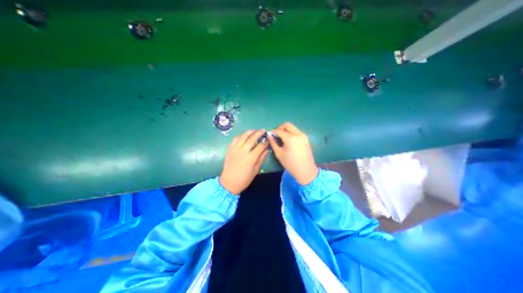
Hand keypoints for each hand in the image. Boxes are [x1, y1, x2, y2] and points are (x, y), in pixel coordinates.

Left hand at [221, 129, 268, 194]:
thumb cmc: (244, 179)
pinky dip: (240, 136)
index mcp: (251, 158)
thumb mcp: (255, 170)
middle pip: (252, 138)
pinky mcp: (230, 149)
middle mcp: (243, 151)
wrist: (229, 183)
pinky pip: (235, 139)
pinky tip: (244, 135)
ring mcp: (235, 149)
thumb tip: (267, 150)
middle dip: (259, 133)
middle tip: (263, 130)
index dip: (265, 142)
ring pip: (243, 136)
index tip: (268, 140)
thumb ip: (261, 159)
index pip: (260, 146)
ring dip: (249, 132)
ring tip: (254, 130)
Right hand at [270, 123, 318, 183]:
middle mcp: (298, 134)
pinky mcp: (306, 138)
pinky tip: (287, 140)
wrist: (306, 170)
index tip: (268, 134)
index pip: (279, 131)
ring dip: (286, 130)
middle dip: (280, 128)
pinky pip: (297, 131)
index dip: (273, 132)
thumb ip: (273, 143)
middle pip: (287, 125)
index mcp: (290, 138)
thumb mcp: (279, 154)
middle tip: (275, 135)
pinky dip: (291, 133)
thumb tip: (269, 136)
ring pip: (293, 127)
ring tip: (281, 137)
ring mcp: (303, 135)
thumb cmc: (290, 164)